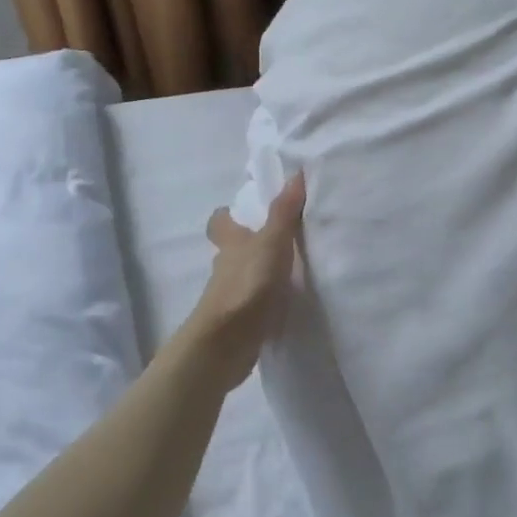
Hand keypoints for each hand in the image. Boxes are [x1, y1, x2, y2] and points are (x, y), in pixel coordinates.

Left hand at [188, 174, 305, 387]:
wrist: (226, 343)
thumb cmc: (247, 284)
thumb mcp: (272, 243)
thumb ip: (284, 212)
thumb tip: (296, 174)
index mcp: (230, 244)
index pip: (220, 223)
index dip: (227, 216)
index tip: (243, 210)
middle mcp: (225, 268)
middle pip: (232, 251)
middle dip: (249, 245)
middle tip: (278, 239)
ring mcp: (230, 297)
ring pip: (243, 277)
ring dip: (260, 273)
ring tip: (291, 271)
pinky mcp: (238, 322)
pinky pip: (253, 304)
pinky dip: (265, 301)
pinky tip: (285, 303)